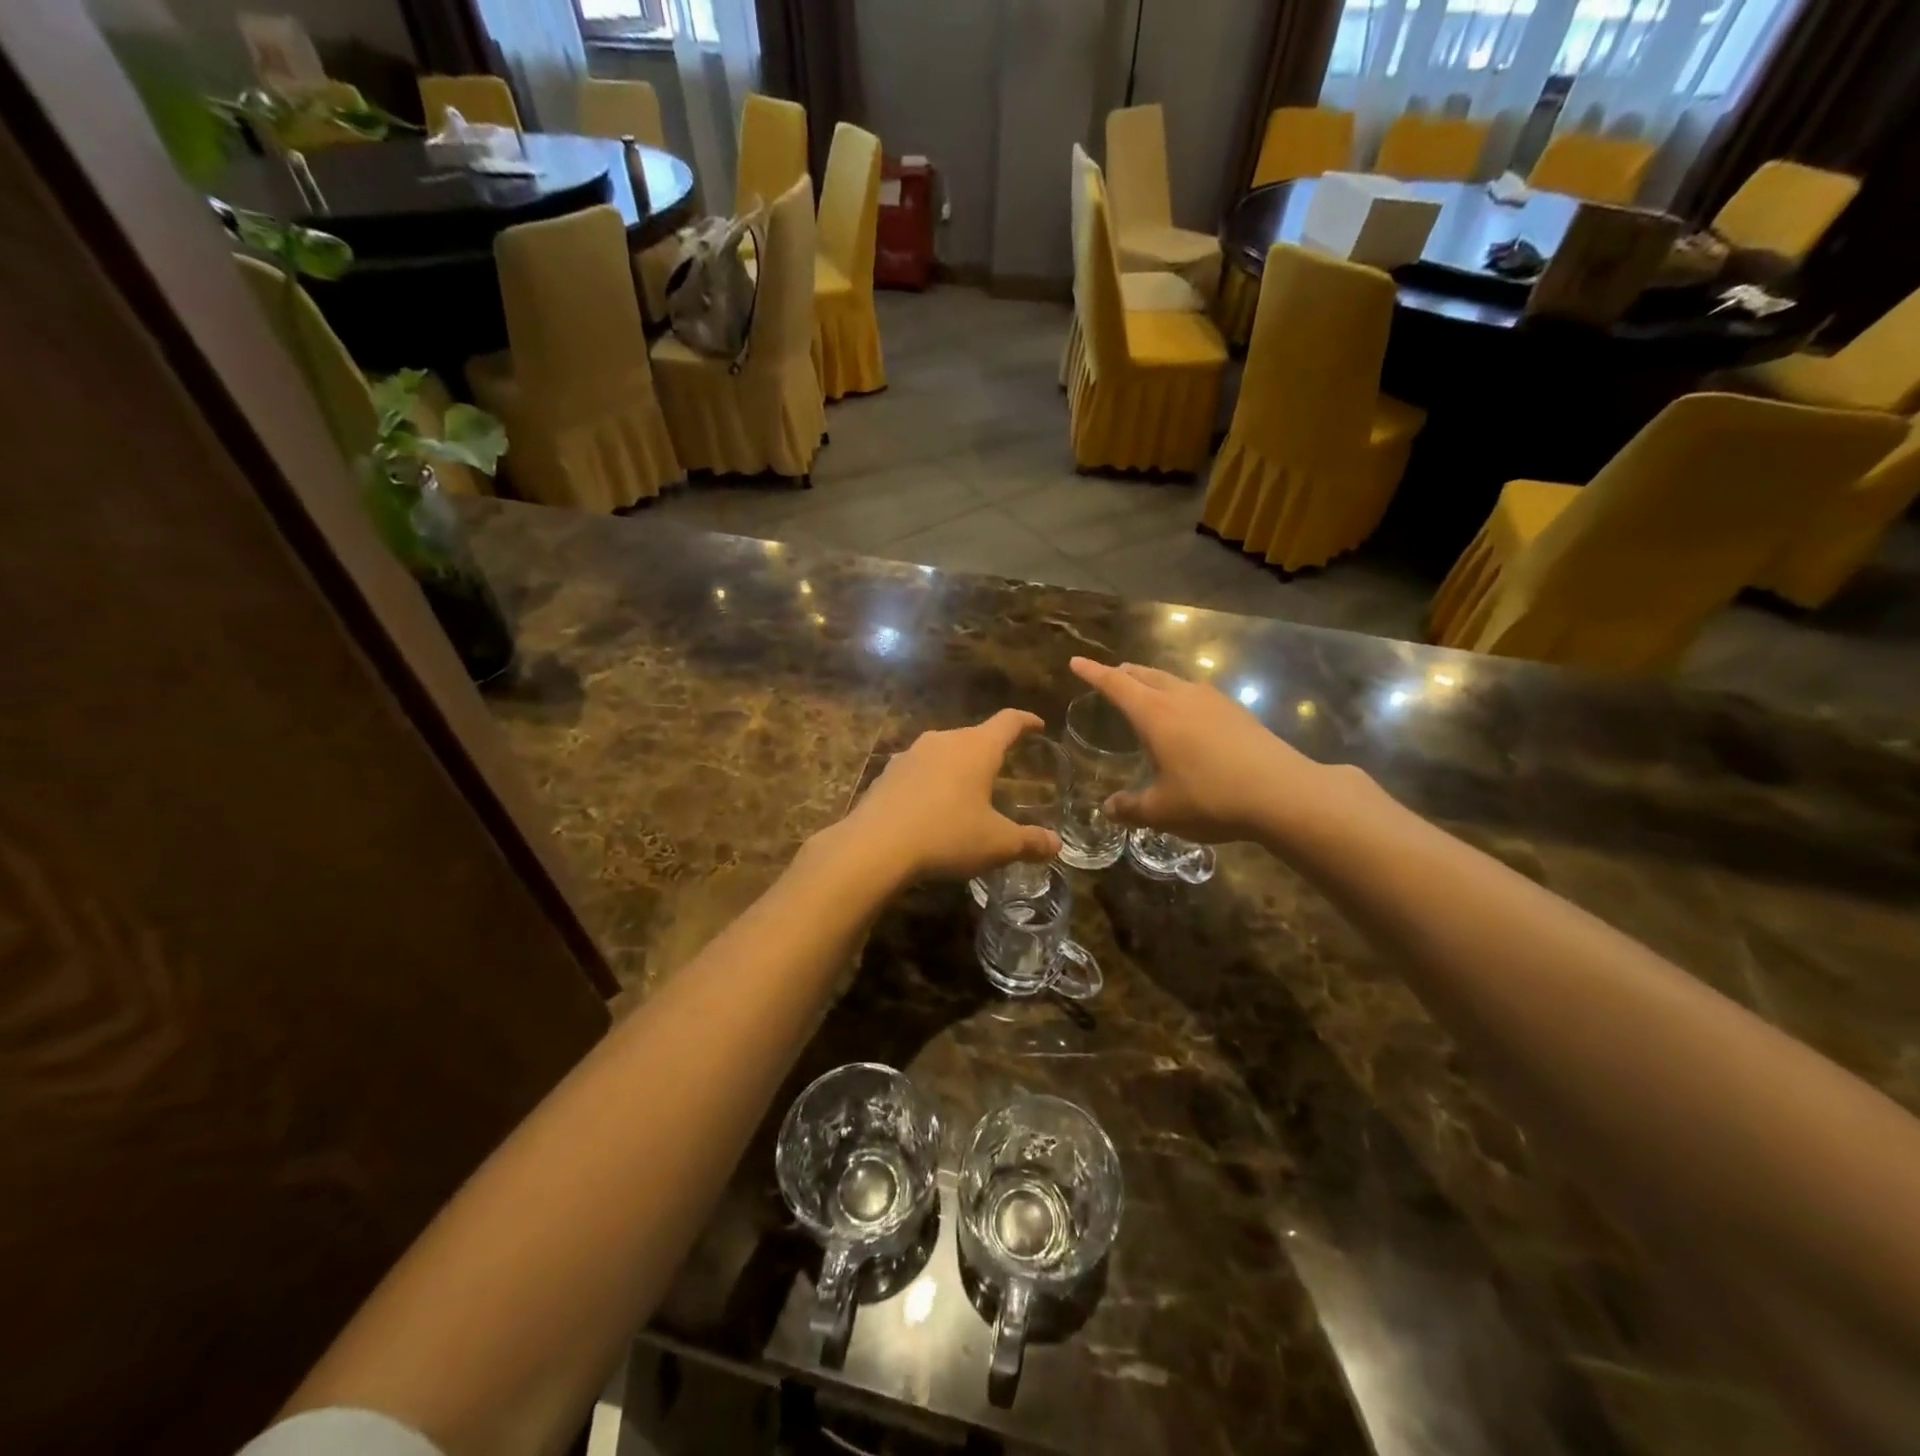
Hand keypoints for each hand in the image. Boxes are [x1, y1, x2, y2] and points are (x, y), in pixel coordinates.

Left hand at [841, 710, 1062, 881]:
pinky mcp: (887, 773)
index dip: (1026, 721)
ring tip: (966, 788)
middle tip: (1002, 766)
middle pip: (974, 736)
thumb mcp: (996, 844)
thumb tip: (1056, 844)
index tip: (1037, 724)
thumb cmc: (946, 836)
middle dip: (990, 749)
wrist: (874, 846)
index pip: (1008, 722)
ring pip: (943, 751)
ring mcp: (911, 754)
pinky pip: (919, 770)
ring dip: (957, 766)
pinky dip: (931, 782)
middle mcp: (943, 741)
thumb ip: (1029, 842)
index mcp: (976, 748)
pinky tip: (930, 806)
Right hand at [1070, 657, 1333, 844]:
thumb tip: (1109, 809)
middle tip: (1111, 675)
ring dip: (1154, 682)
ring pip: (1174, 681)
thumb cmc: (1210, 798)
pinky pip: (1197, 694)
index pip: (1115, 684)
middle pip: (1146, 675)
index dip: (1093, 673)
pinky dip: (1180, 697)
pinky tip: (1188, 715)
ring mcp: (1213, 701)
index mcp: (1154, 714)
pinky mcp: (1238, 713)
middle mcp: (1181, 697)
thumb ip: (1131, 808)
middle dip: (1124, 673)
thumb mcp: (1162, 810)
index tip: (1076, 662)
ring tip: (1147, 691)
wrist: (1283, 793)